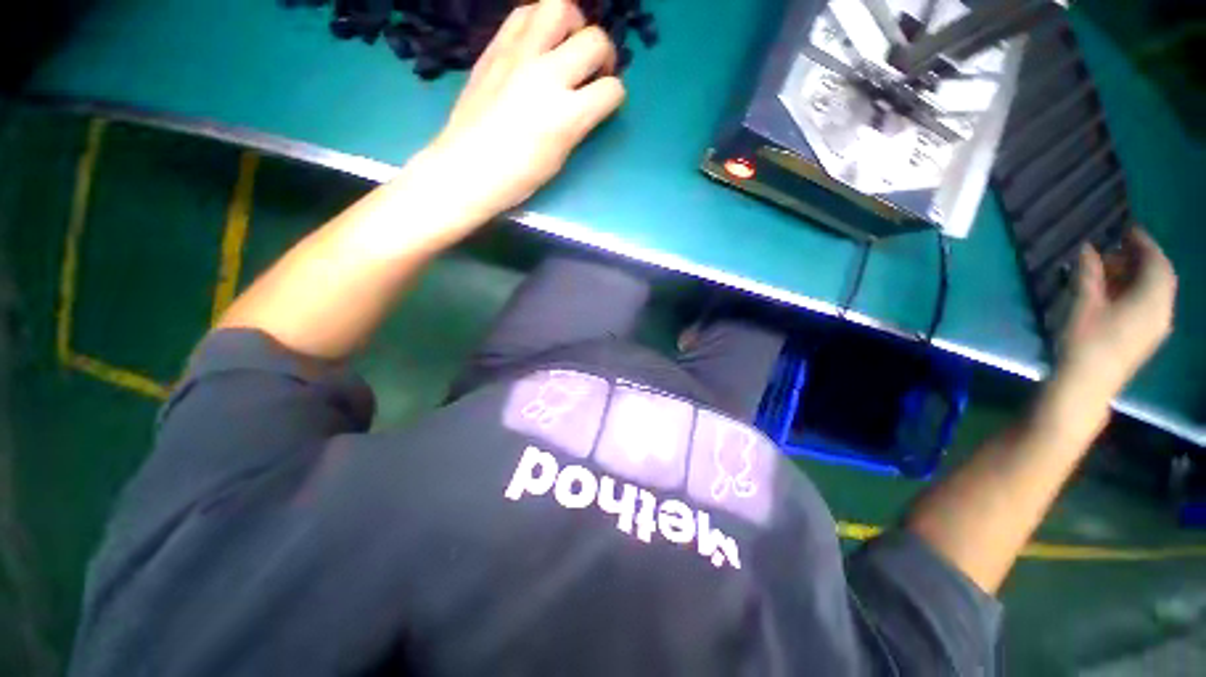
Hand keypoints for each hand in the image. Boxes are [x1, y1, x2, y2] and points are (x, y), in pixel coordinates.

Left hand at [422, 0, 625, 220]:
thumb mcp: (559, 156)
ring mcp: (519, 56)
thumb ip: (577, 123)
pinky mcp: (495, 48)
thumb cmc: (517, 177)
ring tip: (566, 44)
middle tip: (594, 69)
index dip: (614, 97)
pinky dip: (539, 21)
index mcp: (566, 115)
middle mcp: (547, 75)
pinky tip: (538, 43)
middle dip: (604, 54)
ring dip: (573, 23)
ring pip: (559, 7)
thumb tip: (587, 103)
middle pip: (595, 40)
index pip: (611, 90)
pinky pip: (524, 13)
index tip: (605, 103)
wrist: (467, 168)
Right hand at [1055, 229, 1176, 404]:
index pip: (1157, 262)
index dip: (1144, 243)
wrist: (1087, 384)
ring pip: (1155, 291)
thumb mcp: (1084, 304)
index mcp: (1152, 299)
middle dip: (1141, 259)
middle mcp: (1162, 310)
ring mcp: (1156, 326)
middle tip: (1116, 249)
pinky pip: (1150, 304)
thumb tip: (1088, 249)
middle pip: (1160, 276)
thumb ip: (1089, 274)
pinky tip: (1116, 292)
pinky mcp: (1147, 336)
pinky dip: (1137, 291)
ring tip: (1111, 270)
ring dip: (1138, 275)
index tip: (1127, 230)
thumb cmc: (1086, 341)